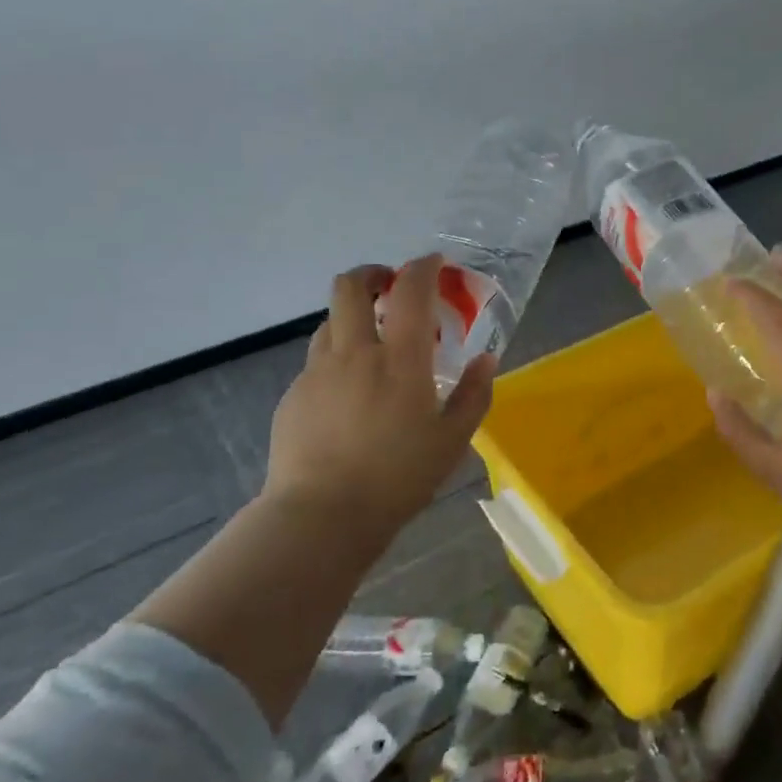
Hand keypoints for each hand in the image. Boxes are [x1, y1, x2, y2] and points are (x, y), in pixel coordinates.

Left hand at [263, 255, 494, 542]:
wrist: (322, 516)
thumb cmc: (398, 478)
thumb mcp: (453, 441)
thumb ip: (474, 394)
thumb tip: (487, 359)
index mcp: (400, 360)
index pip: (410, 291)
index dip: (423, 267)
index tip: (434, 264)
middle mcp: (355, 353)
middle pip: (350, 287)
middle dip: (372, 274)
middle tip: (391, 287)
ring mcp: (318, 372)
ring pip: (330, 321)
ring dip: (353, 317)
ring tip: (373, 344)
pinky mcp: (294, 395)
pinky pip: (318, 361)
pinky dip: (338, 359)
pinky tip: (350, 395)